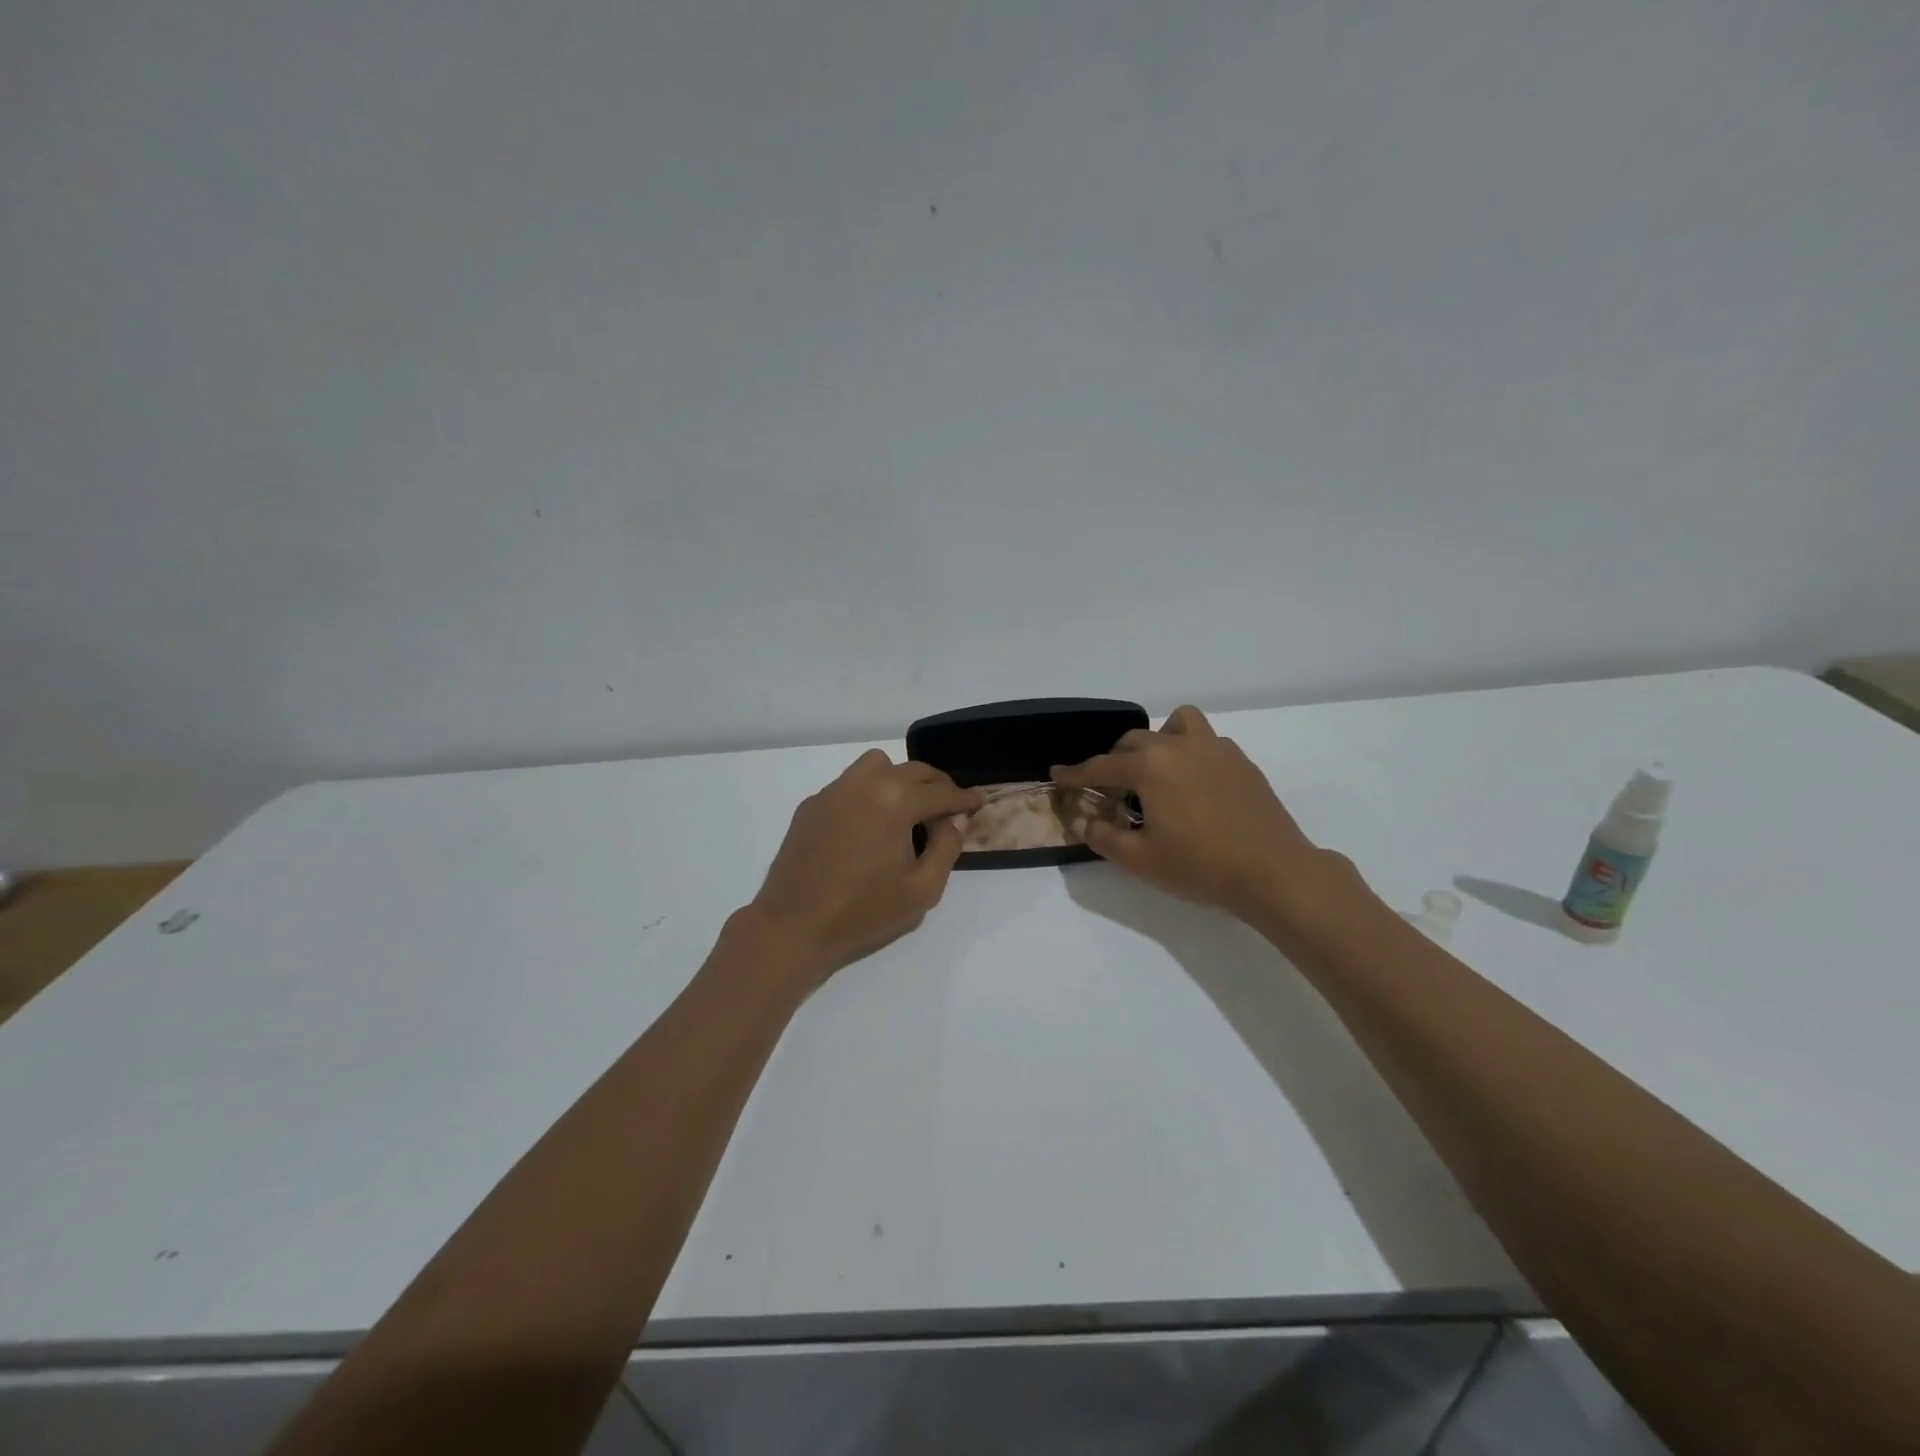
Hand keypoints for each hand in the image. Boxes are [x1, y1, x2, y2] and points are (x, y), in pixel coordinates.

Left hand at [748, 751, 982, 982]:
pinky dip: (869, 792)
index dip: (964, 798)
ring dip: (900, 778)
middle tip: (949, 806)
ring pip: (877, 765)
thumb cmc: (863, 911)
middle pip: (913, 770)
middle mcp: (865, 785)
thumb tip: (953, 820)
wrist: (794, 925)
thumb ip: (946, 848)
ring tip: (907, 807)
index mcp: (895, 802)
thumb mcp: (922, 890)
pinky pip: (849, 783)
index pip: (940, 792)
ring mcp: (834, 791)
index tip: (978, 802)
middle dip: (937, 785)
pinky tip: (869, 823)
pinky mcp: (812, 804)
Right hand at [1052, 705, 1354, 928]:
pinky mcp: (1240, 760)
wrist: (1273, 871)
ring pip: (1176, 725)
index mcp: (1150, 766)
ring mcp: (1215, 748)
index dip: (1076, 773)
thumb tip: (1088, 822)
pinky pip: (1205, 741)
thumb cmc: (1200, 865)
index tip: (1058, 774)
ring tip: (1157, 771)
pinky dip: (1190, 752)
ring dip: (1158, 741)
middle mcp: (1179, 746)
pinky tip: (1193, 785)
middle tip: (1111, 789)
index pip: (1102, 766)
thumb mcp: (1141, 860)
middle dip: (1115, 760)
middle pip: (1135, 741)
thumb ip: (1105, 837)